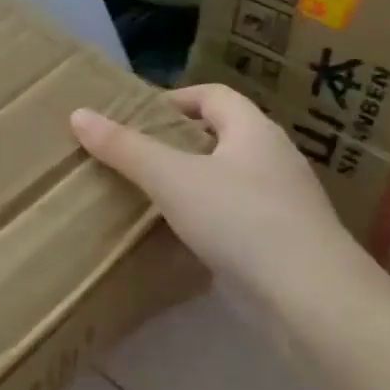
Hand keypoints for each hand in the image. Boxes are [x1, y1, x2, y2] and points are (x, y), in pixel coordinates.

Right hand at [71, 84, 366, 310]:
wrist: (310, 295)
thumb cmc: (240, 219)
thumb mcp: (171, 178)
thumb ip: (125, 148)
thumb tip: (78, 114)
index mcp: (254, 130)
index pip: (214, 95)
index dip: (175, 98)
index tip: (138, 117)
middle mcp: (274, 157)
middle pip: (223, 133)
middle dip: (179, 140)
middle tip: (136, 155)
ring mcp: (283, 200)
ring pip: (230, 175)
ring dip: (194, 178)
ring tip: (152, 193)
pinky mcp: (283, 237)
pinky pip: (237, 211)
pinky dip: (208, 213)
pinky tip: (183, 233)